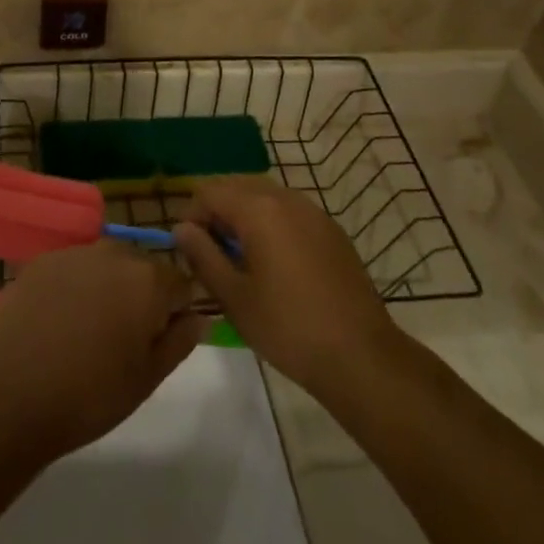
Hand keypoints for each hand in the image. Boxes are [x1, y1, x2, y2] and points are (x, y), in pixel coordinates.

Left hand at [0, 244, 203, 459]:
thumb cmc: (91, 393)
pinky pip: (71, 268)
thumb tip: (198, 316)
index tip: (156, 341)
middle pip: (141, 268)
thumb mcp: (148, 377)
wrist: (13, 393)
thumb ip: (180, 340)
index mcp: (148, 280)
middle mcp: (114, 253)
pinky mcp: (41, 261)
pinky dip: (72, 287)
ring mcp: (74, 253)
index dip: (173, 312)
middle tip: (120, 339)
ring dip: (105, 287)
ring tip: (86, 330)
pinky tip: (57, 321)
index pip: (180, 284)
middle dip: (139, 294)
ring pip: (104, 265)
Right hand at [174, 177, 398, 395]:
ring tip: (241, 261)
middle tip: (212, 255)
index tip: (191, 252)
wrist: (361, 356)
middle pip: (237, 187)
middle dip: (217, 213)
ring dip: (244, 217)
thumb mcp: (234, 297)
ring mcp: (314, 212)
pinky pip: (290, 212)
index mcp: (258, 210)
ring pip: (265, 197)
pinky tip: (275, 265)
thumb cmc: (288, 327)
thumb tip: (182, 229)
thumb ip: (203, 256)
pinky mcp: (332, 230)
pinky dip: (272, 224)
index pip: (209, 192)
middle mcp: (286, 199)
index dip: (192, 216)